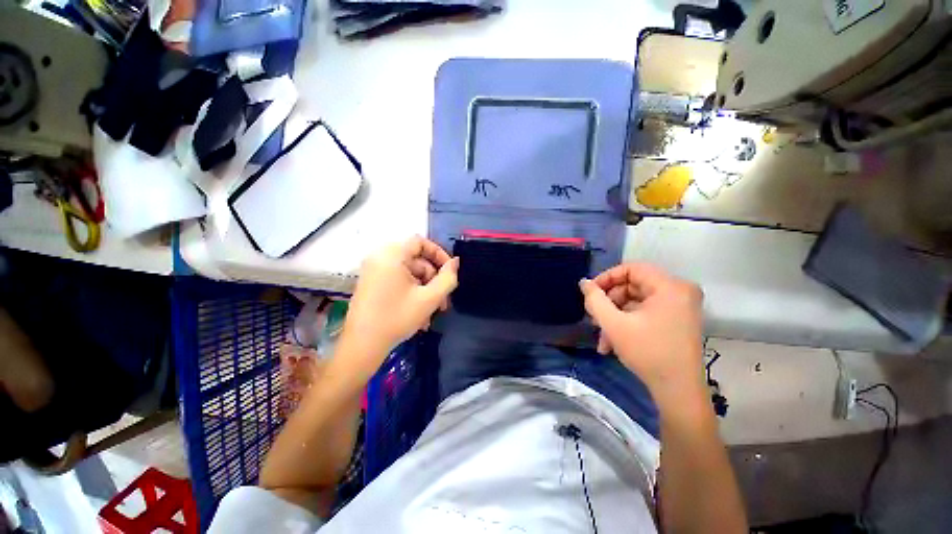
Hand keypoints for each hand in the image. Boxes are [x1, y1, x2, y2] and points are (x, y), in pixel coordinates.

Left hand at [339, 236, 458, 371]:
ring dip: (425, 289)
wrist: (362, 346)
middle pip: (416, 259)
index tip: (450, 272)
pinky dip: (412, 292)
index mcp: (391, 255)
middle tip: (443, 299)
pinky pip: (399, 280)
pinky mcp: (372, 283)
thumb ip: (448, 278)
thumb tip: (456, 262)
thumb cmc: (397, 318)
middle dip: (433, 279)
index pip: (421, 242)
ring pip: (410, 273)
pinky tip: (420, 313)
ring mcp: (374, 271)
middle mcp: (380, 257)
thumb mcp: (430, 298)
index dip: (439, 254)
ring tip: (433, 310)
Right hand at [579, 264, 705, 402]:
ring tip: (601, 336)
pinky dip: (627, 323)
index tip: (590, 293)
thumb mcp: (614, 324)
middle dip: (609, 303)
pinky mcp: (677, 320)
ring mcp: (680, 307)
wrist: (678, 392)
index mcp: (670, 287)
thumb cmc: (648, 353)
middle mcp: (679, 291)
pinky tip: (612, 342)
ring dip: (615, 316)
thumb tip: (584, 283)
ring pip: (636, 301)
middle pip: (632, 285)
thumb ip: (594, 300)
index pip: (631, 268)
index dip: (606, 278)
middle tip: (594, 318)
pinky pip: (645, 312)